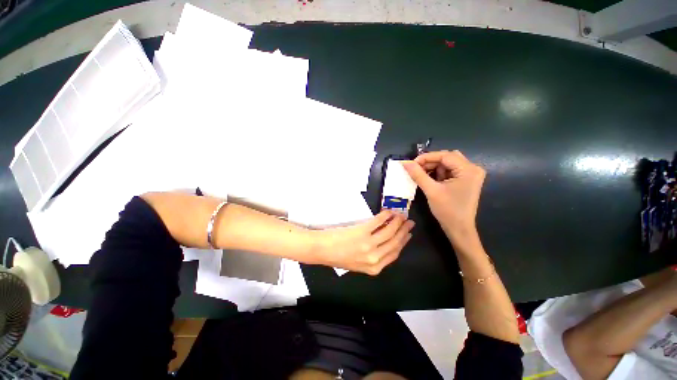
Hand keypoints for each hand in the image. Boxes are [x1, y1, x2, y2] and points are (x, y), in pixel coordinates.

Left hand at [312, 211, 413, 275]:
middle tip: (409, 222)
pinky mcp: (361, 232)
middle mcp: (374, 258)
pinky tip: (388, 212)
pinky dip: (385, 216)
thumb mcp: (358, 264)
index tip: (408, 234)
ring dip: (397, 222)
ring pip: (389, 232)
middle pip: (395, 243)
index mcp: (374, 268)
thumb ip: (373, 257)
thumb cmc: (337, 256)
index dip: (403, 242)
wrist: (321, 250)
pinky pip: (378, 222)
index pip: (395, 254)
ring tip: (400, 215)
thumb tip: (386, 242)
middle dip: (404, 231)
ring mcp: (368, 245)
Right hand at [402, 150, 485, 238]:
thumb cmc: (447, 210)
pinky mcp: (466, 180)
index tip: (411, 163)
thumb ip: (418, 174)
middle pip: (447, 157)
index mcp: (468, 169)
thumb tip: (405, 162)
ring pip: (448, 164)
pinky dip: (438, 173)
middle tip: (416, 169)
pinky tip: (429, 179)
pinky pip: (450, 171)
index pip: (445, 155)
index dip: (426, 157)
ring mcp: (470, 175)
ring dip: (433, 168)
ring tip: (421, 175)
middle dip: (430, 162)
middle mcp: (472, 168)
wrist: (459, 229)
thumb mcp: (431, 190)